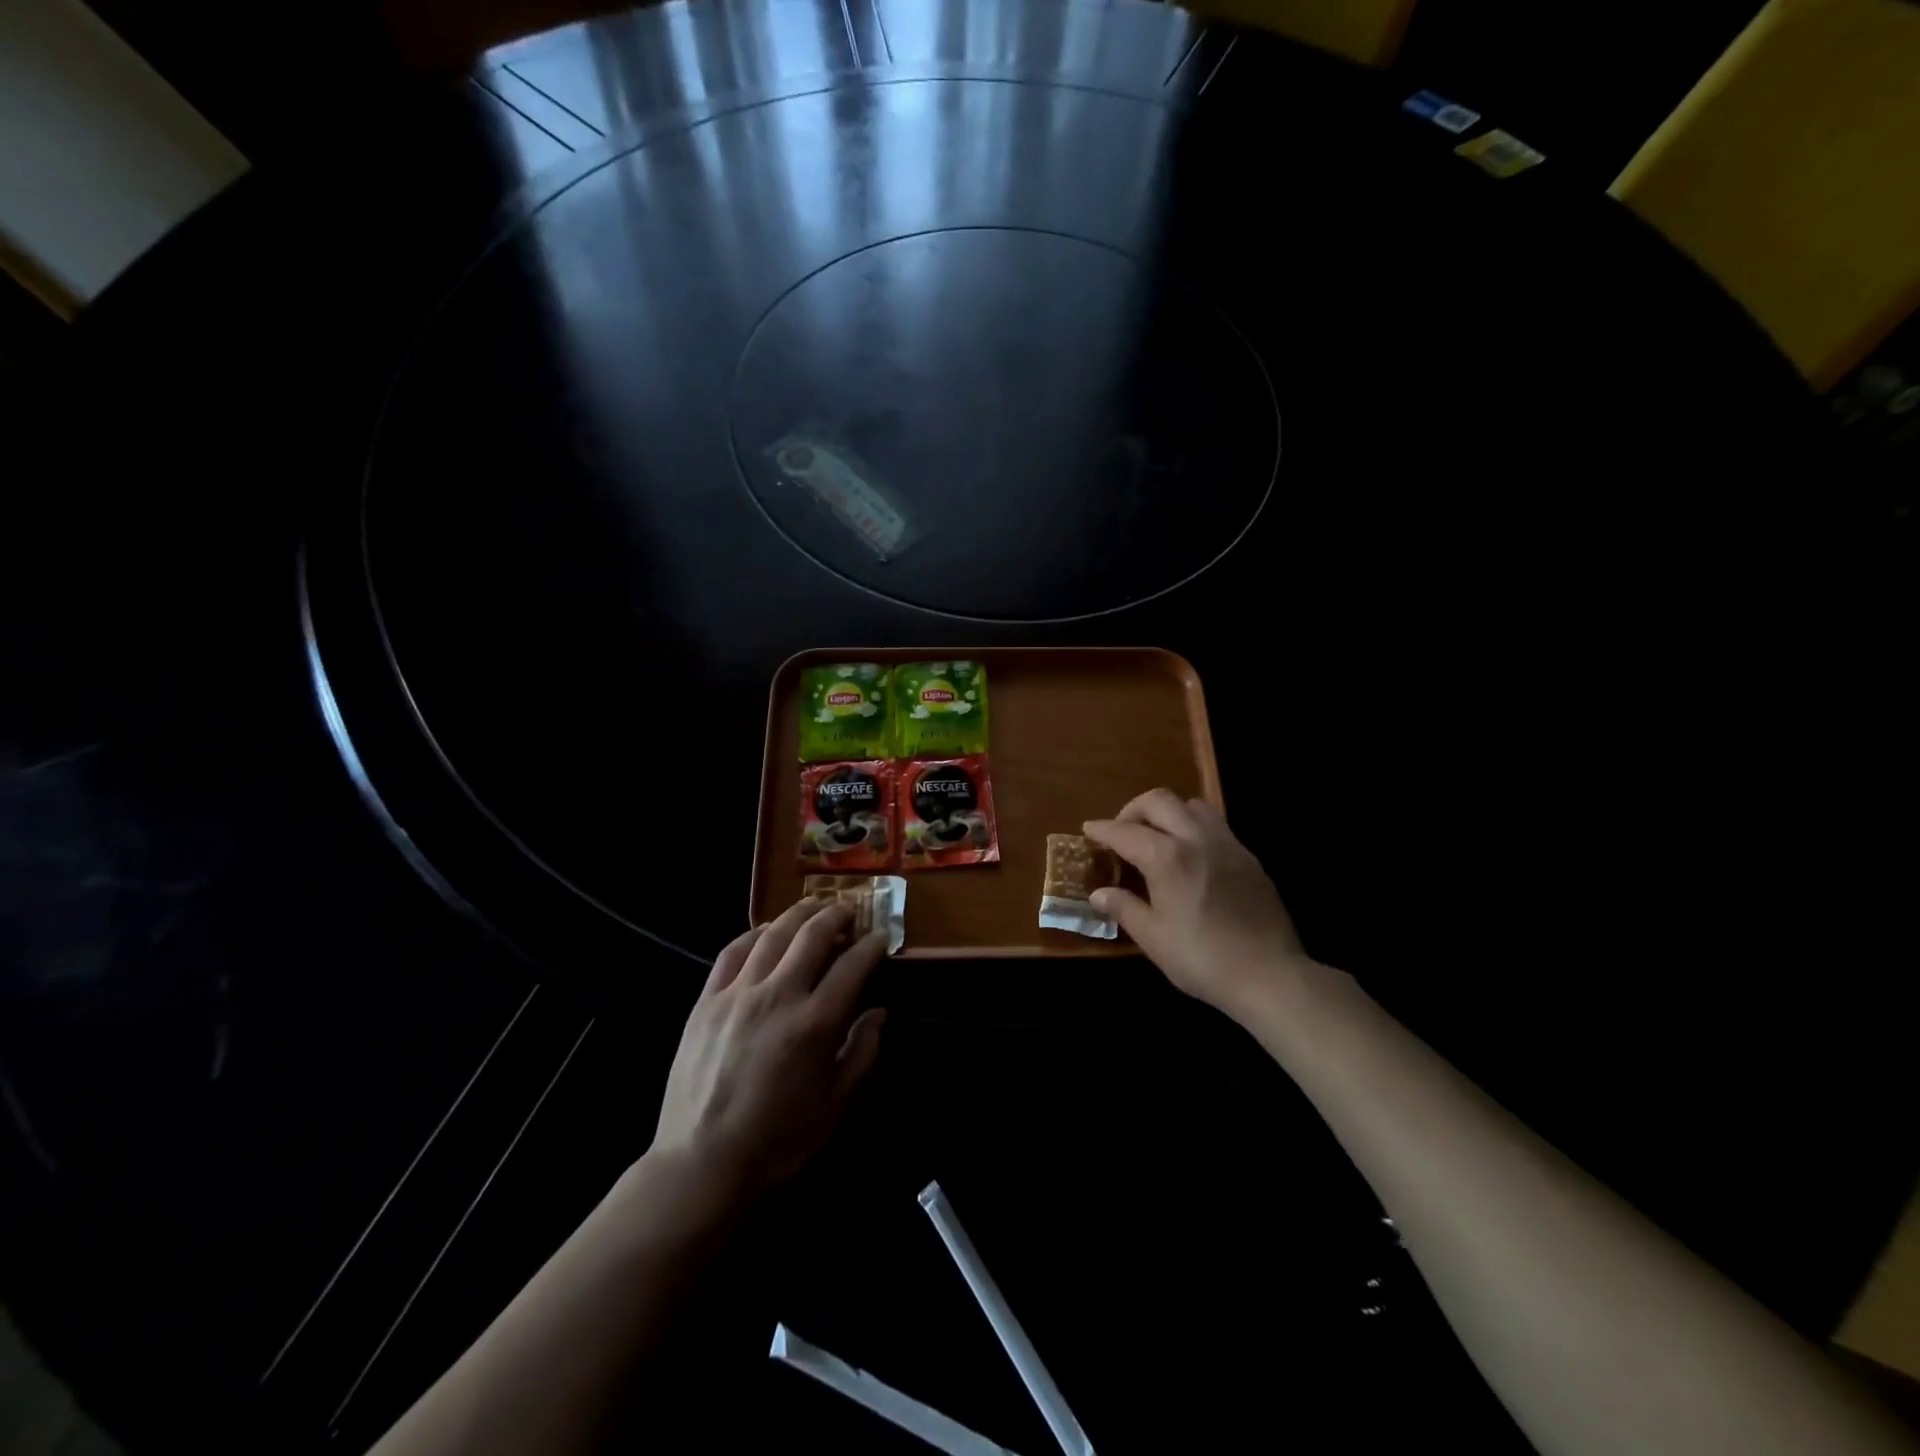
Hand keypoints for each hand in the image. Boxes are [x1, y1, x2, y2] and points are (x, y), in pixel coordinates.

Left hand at [652, 899, 887, 1203]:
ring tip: (813, 906)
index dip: (872, 946)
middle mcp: (778, 996)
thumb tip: (879, 1013)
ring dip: (798, 914)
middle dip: (837, 915)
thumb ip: (862, 1053)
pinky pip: (732, 952)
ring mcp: (738, 994)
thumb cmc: (777, 1140)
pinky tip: (765, 931)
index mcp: (814, 1023)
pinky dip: (754, 933)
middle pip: (813, 935)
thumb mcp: (835, 1105)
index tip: (881, 937)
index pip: (853, 965)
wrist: (701, 1163)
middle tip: (849, 910)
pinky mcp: (707, 1000)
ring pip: (772, 934)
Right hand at [1084, 789, 1312, 1020]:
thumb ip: (1124, 908)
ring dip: (1168, 812)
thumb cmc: (1203, 959)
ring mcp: (1227, 844)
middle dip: (1133, 810)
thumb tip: (1099, 893)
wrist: (1270, 975)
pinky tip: (1191, 855)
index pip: (1125, 832)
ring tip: (1158, 837)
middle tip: (1122, 832)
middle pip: (1159, 801)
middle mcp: (1196, 839)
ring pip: (1192, 805)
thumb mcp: (1153, 938)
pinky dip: (1194, 827)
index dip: (1102, 829)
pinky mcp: (1248, 857)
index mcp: (1168, 858)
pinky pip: (1216, 825)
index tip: (1088, 830)